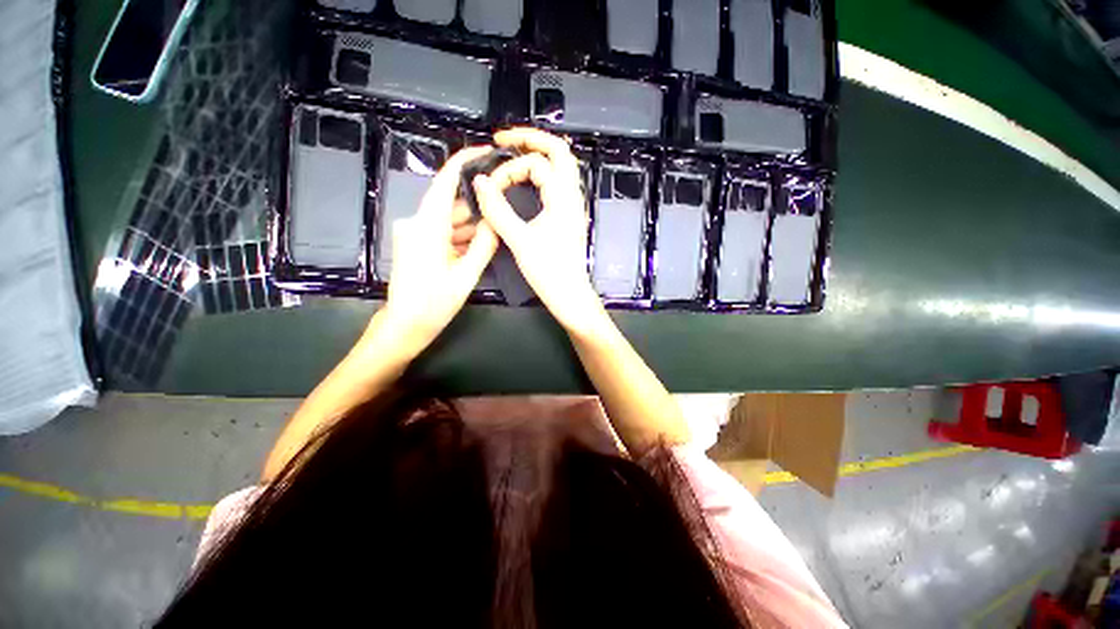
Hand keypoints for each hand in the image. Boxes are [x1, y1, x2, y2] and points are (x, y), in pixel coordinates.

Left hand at [379, 146, 499, 353]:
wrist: (405, 326)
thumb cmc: (434, 304)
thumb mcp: (466, 276)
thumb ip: (484, 246)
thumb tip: (497, 223)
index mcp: (426, 226)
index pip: (444, 182)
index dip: (463, 162)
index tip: (484, 151)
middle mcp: (416, 223)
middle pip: (450, 203)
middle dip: (477, 205)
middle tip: (504, 205)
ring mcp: (415, 233)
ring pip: (448, 219)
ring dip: (471, 225)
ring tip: (497, 229)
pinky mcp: (416, 244)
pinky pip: (442, 232)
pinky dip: (460, 236)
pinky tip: (479, 244)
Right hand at [472, 128, 608, 336]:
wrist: (570, 295)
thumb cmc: (549, 272)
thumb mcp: (519, 241)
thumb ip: (498, 210)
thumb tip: (480, 182)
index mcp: (563, 199)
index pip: (536, 164)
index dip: (509, 170)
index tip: (491, 187)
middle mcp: (573, 196)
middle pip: (560, 151)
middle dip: (530, 139)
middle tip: (503, 140)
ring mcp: (573, 206)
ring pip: (562, 166)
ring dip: (538, 154)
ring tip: (512, 153)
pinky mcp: (569, 216)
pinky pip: (559, 183)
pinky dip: (542, 173)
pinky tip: (526, 180)